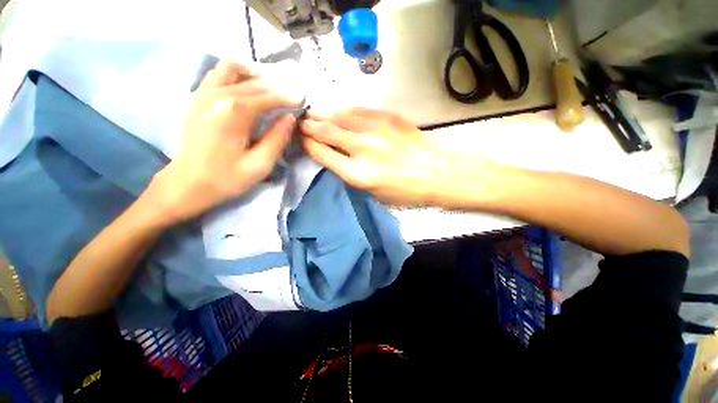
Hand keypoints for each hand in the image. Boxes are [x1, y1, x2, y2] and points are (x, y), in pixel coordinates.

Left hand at [147, 60, 299, 223]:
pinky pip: (217, 75)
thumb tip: (290, 118)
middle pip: (253, 82)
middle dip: (276, 87)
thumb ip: (277, 138)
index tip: (302, 99)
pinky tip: (245, 89)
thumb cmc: (226, 178)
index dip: (288, 97)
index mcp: (234, 112)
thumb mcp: (260, 164)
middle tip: (290, 97)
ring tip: (268, 88)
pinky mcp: (196, 99)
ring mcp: (202, 94)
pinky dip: (234, 76)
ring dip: (252, 75)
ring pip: (231, 68)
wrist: (186, 184)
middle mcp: (217, 95)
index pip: (267, 96)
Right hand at [300, 108, 450, 205]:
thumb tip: (335, 157)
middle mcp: (362, 149)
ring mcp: (375, 130)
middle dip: (310, 126)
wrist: (435, 173)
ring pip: (340, 116)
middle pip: (327, 132)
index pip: (323, 154)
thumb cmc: (404, 191)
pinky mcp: (387, 117)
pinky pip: (358, 109)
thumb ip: (351, 174)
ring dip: (323, 113)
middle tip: (301, 122)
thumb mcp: (373, 193)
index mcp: (358, 173)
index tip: (301, 139)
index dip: (308, 145)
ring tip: (312, 112)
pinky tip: (337, 109)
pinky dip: (344, 109)